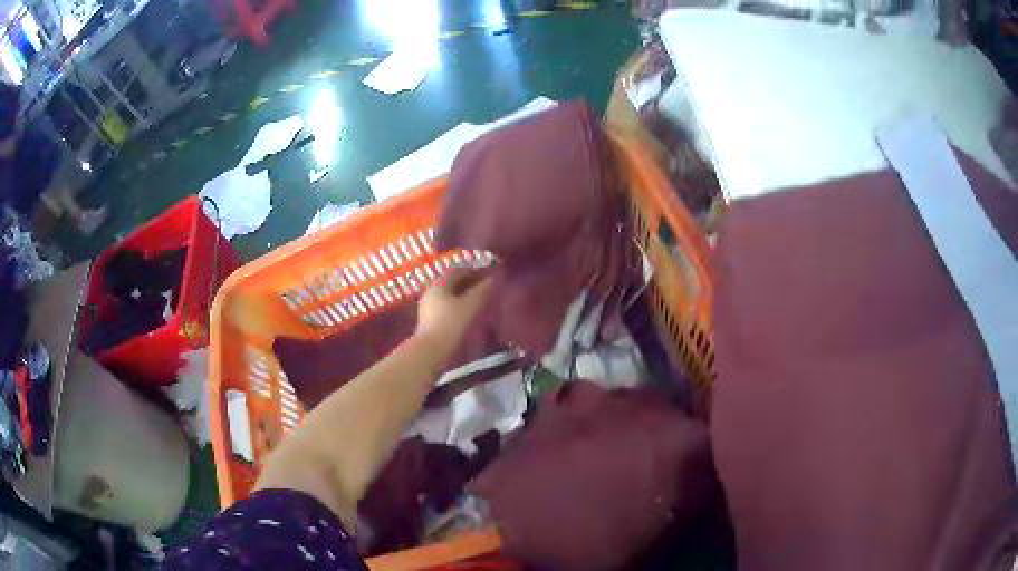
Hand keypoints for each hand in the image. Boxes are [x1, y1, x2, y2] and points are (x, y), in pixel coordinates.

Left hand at [415, 263, 492, 361]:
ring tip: (481, 301)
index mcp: (439, 284)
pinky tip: (469, 315)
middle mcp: (431, 291)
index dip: (476, 270)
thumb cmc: (450, 325)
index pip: (459, 269)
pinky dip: (459, 306)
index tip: (491, 275)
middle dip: (471, 283)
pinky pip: (447, 307)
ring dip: (465, 295)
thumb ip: (482, 289)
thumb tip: (494, 277)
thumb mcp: (470, 305)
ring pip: (450, 295)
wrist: (429, 352)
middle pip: (453, 282)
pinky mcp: (429, 321)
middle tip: (488, 288)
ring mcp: (428, 307)